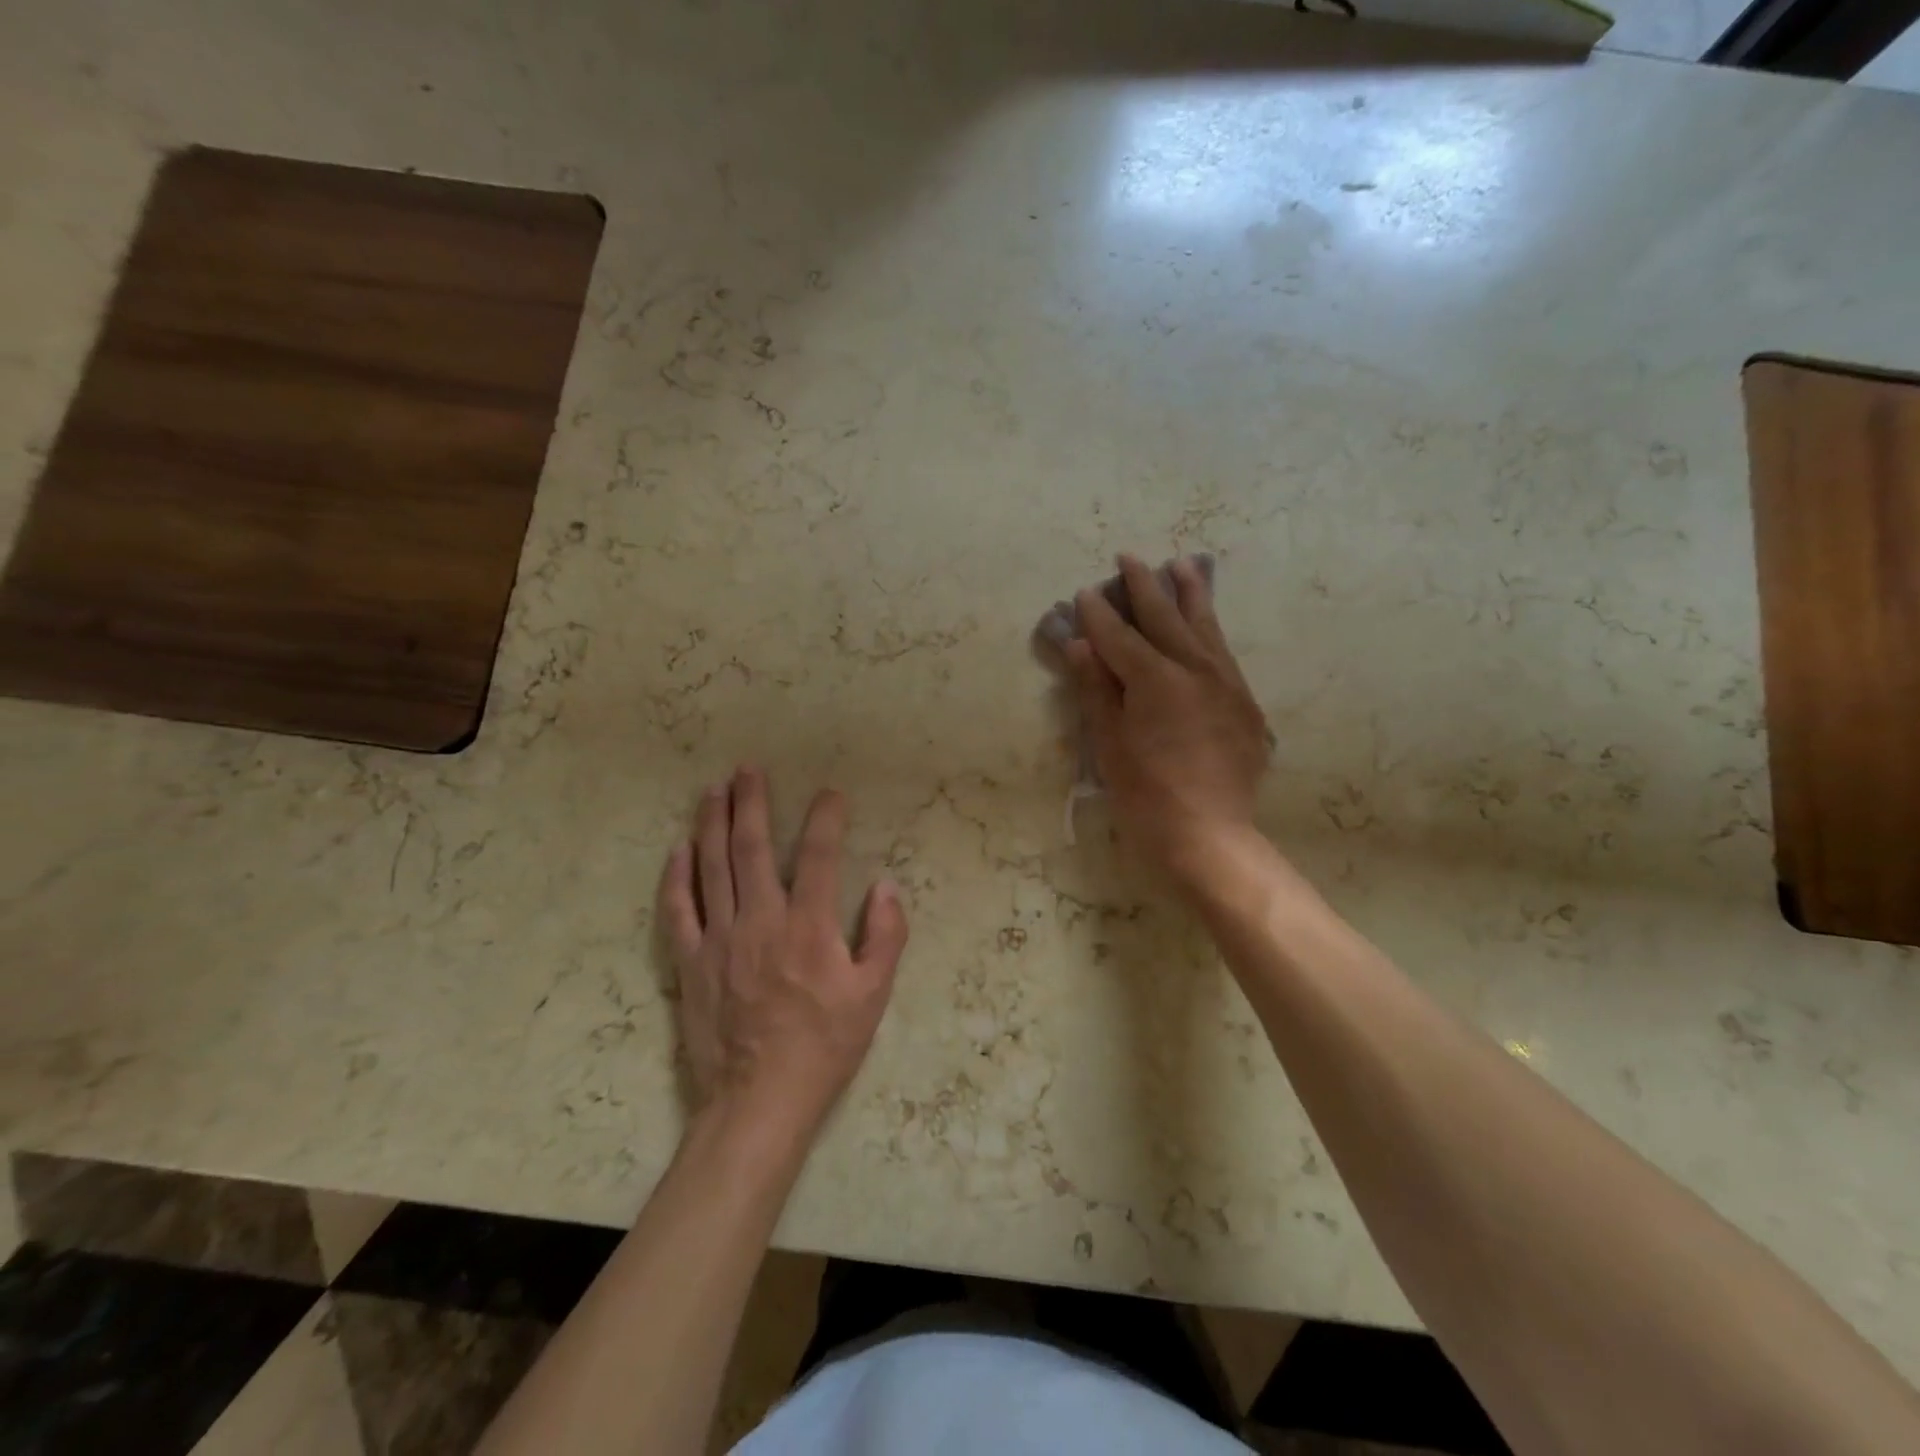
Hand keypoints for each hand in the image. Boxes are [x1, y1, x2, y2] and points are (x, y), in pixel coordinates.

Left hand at [657, 767, 908, 1139]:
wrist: (759, 1101)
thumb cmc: (824, 1047)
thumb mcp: (873, 996)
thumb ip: (886, 937)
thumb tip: (888, 886)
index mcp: (809, 926)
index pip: (820, 856)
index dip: (826, 818)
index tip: (830, 793)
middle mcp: (761, 920)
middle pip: (752, 848)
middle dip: (751, 802)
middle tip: (748, 769)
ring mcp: (720, 939)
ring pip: (712, 868)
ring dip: (711, 824)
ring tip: (713, 789)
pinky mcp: (691, 962)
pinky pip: (678, 910)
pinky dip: (676, 876)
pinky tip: (679, 849)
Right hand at [1065, 554, 1269, 890]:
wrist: (1209, 834)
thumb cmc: (1146, 794)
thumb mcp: (1109, 743)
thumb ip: (1096, 689)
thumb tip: (1080, 645)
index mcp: (1155, 679)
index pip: (1119, 636)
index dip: (1098, 615)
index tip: (1085, 592)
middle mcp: (1195, 669)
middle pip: (1164, 618)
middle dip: (1144, 587)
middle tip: (1129, 558)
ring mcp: (1225, 683)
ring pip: (1204, 626)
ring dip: (1190, 593)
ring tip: (1181, 565)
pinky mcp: (1244, 702)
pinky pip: (1224, 652)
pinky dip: (1211, 629)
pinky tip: (1206, 621)